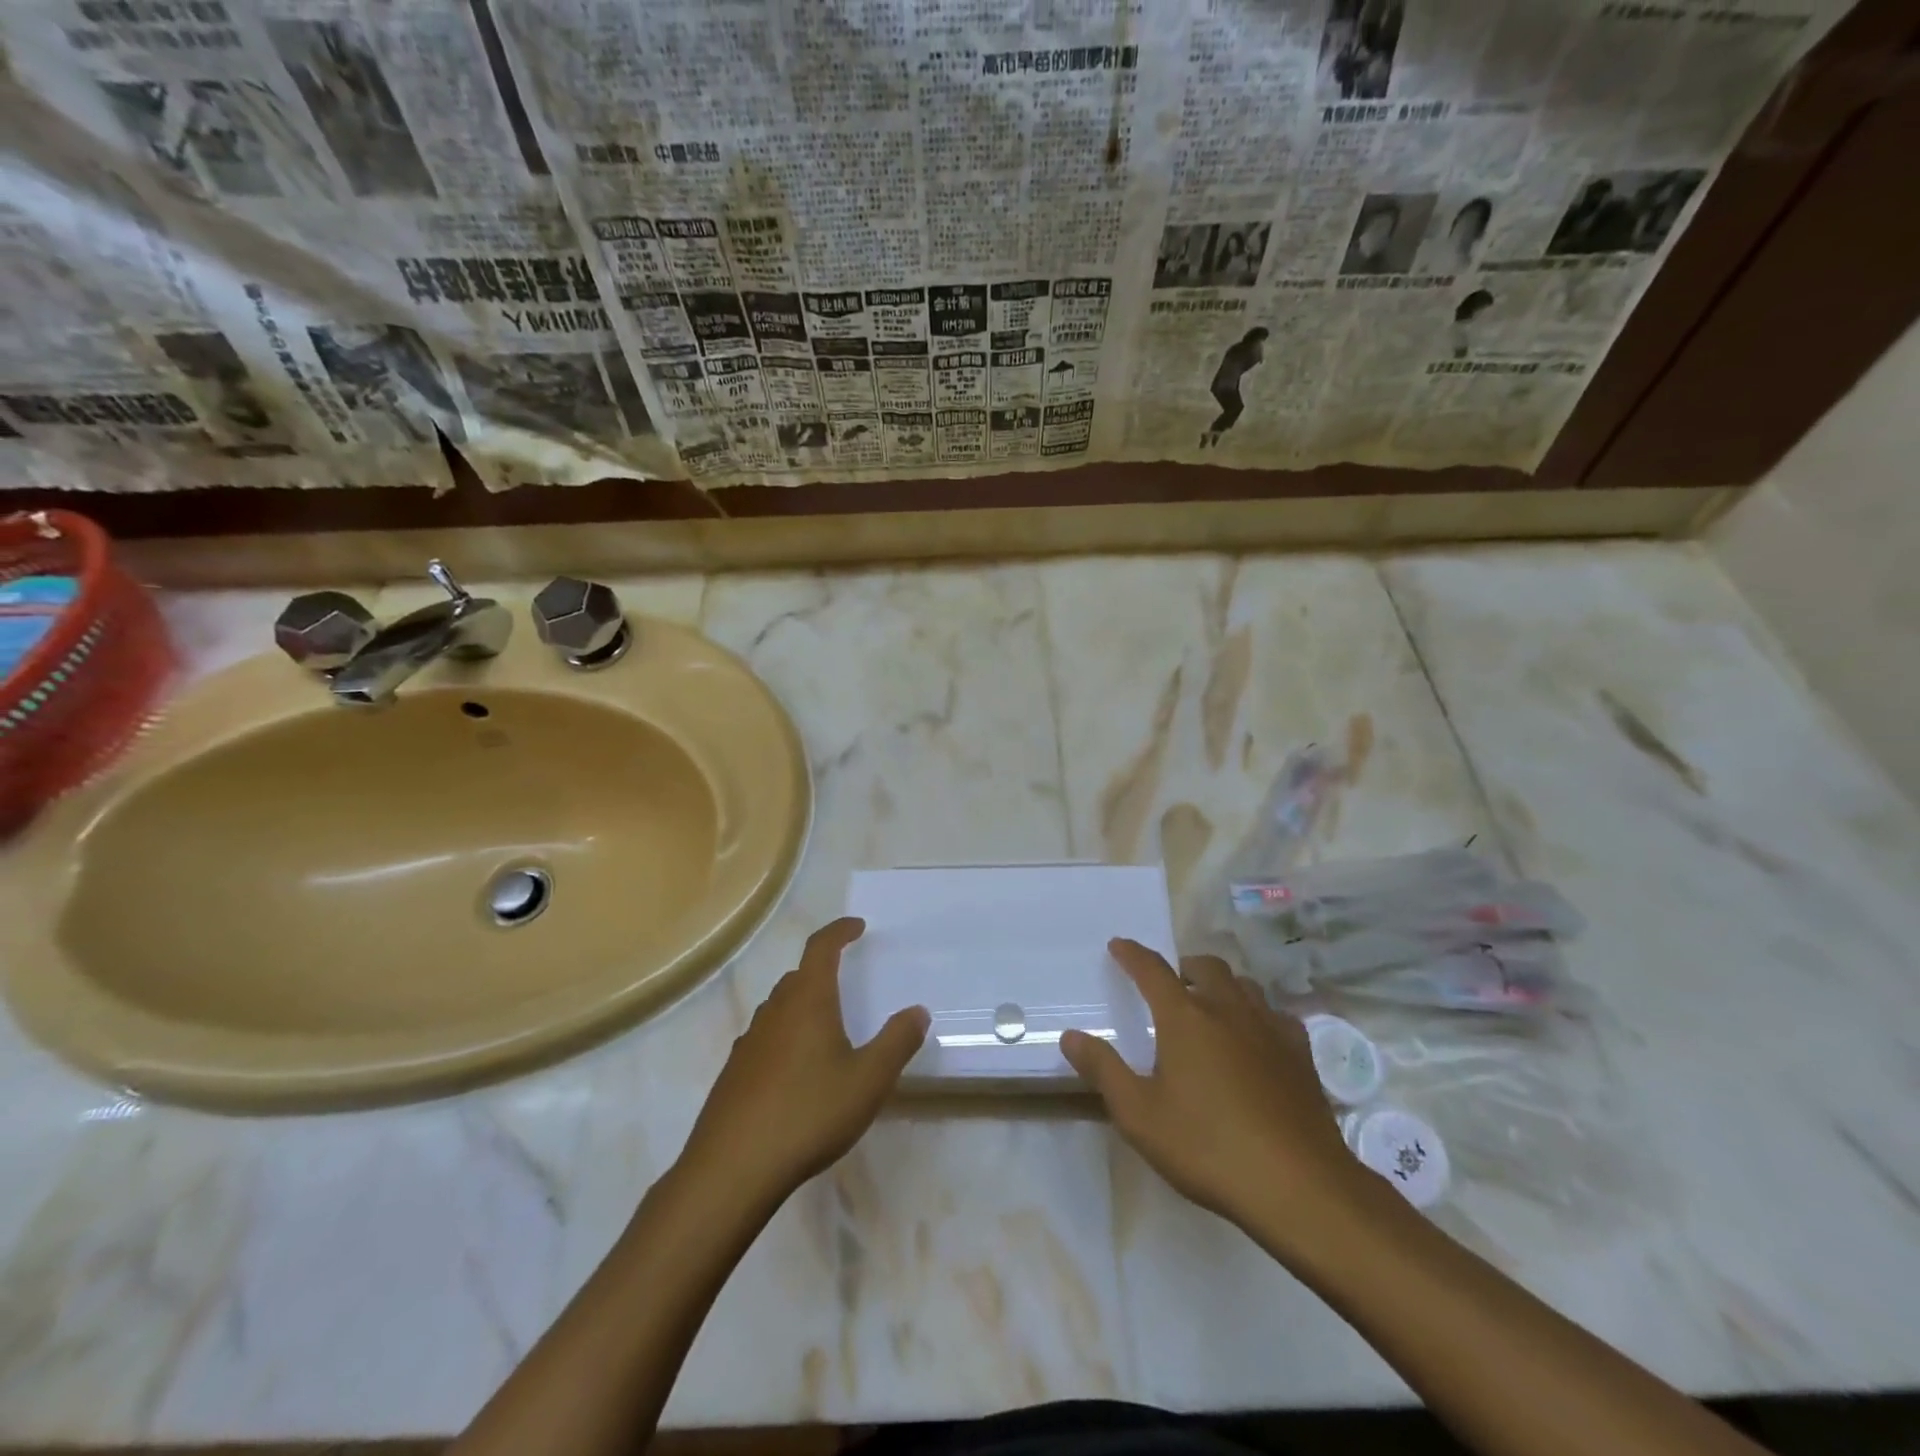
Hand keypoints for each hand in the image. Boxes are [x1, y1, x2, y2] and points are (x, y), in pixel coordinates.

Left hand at [679, 918, 928, 1209]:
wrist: (732, 1169)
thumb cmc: (808, 1113)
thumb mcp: (868, 1080)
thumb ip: (897, 1042)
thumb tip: (918, 1011)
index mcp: (807, 1001)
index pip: (821, 948)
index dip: (839, 931)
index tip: (858, 927)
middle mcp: (774, 1012)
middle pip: (798, 977)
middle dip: (823, 971)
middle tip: (846, 981)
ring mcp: (749, 1042)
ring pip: (779, 1008)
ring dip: (803, 1005)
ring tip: (826, 1029)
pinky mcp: (733, 1074)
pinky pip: (765, 1039)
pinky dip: (785, 1038)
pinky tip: (796, 1073)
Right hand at [1062, 940, 1370, 1242]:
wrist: (1299, 1185)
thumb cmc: (1208, 1147)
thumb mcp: (1139, 1115)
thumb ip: (1103, 1070)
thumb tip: (1071, 1036)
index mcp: (1185, 1017)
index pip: (1152, 970)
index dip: (1132, 955)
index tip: (1119, 946)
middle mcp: (1228, 1009)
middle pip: (1205, 967)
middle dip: (1183, 966)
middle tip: (1170, 983)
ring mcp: (1270, 1029)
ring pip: (1244, 985)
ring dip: (1221, 985)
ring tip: (1210, 1006)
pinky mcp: (1300, 1054)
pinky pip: (1276, 1015)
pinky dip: (1258, 1014)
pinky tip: (1256, 1039)